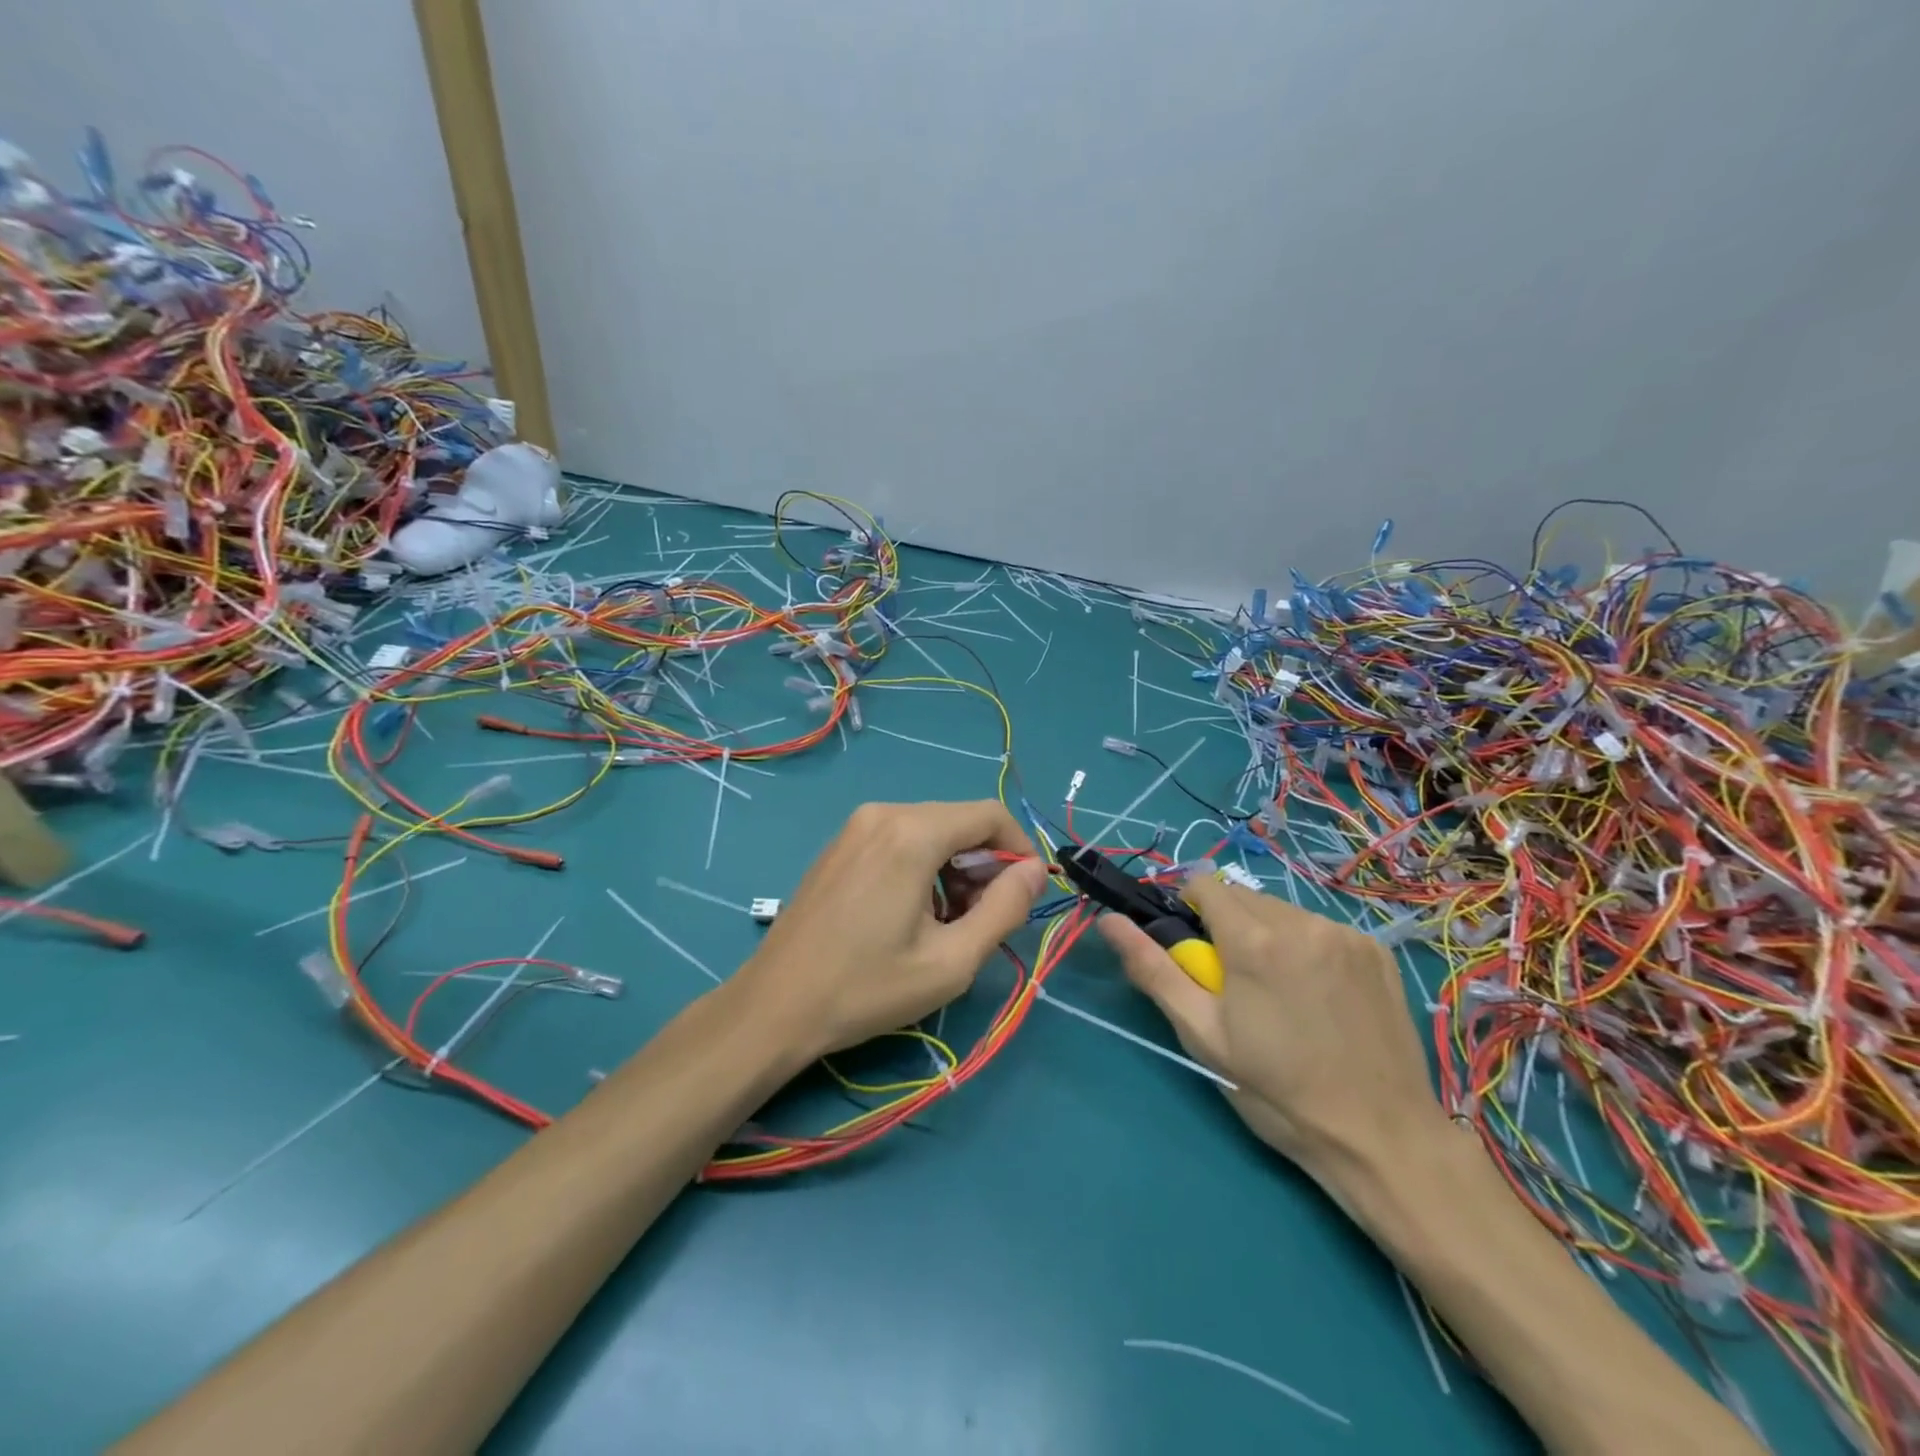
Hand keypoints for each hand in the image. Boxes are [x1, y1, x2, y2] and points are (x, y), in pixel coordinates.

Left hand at [735, 801, 1047, 1063]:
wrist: (774, 1006)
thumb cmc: (866, 988)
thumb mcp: (952, 961)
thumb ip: (1005, 909)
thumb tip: (1035, 870)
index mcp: (912, 833)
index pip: (990, 814)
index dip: (1020, 849)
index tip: (1026, 894)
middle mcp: (883, 813)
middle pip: (960, 821)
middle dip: (985, 865)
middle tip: (982, 920)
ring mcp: (855, 826)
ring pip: (931, 830)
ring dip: (954, 869)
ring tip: (947, 925)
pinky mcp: (840, 844)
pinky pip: (900, 839)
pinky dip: (923, 867)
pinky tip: (912, 914)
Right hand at [1098, 873, 1445, 1186]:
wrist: (1381, 1139)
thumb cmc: (1277, 1092)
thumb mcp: (1202, 1035)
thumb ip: (1153, 969)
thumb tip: (1108, 921)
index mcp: (1254, 940)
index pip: (1204, 883)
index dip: (1190, 909)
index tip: (1196, 952)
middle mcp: (1302, 922)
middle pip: (1243, 897)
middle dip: (1228, 926)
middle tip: (1237, 984)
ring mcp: (1346, 934)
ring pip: (1283, 911)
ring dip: (1269, 935)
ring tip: (1282, 995)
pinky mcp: (1377, 951)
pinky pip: (1322, 929)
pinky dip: (1308, 948)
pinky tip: (1320, 997)